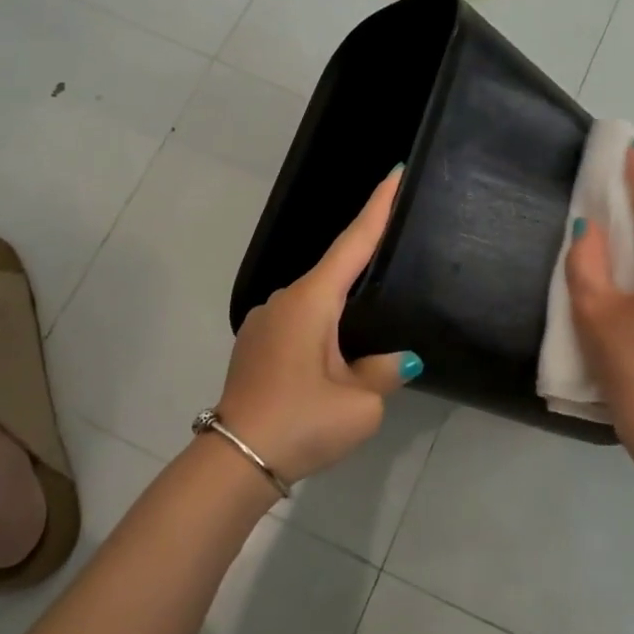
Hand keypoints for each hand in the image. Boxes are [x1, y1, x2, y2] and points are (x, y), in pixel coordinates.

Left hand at [215, 169, 420, 484]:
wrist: (234, 460)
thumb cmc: (301, 423)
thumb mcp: (360, 404)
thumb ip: (383, 371)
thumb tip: (397, 359)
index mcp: (311, 301)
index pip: (353, 242)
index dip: (378, 207)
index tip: (395, 172)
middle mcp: (285, 299)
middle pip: (335, 269)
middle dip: (366, 259)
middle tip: (399, 248)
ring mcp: (265, 320)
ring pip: (317, 299)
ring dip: (344, 303)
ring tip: (374, 318)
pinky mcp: (256, 343)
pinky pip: (301, 319)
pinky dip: (324, 322)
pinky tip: (338, 348)